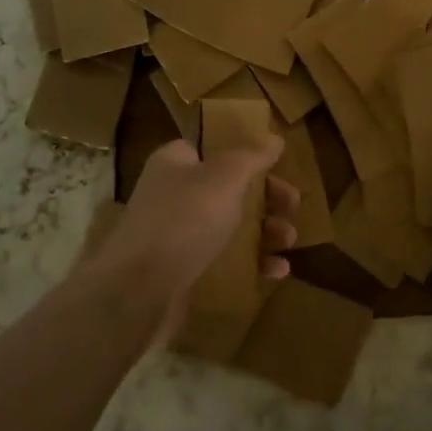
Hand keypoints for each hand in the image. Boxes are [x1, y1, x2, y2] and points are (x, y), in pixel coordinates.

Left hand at [87, 139, 299, 342]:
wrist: (138, 292)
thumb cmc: (184, 220)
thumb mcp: (225, 177)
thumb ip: (252, 156)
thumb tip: (274, 138)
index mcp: (176, 163)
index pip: (213, 148)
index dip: (246, 155)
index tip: (277, 166)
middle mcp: (174, 194)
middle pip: (230, 188)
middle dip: (267, 198)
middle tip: (293, 207)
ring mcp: (177, 235)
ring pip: (231, 226)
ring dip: (266, 231)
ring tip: (289, 240)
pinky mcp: (184, 272)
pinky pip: (226, 262)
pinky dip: (253, 264)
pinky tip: (278, 271)